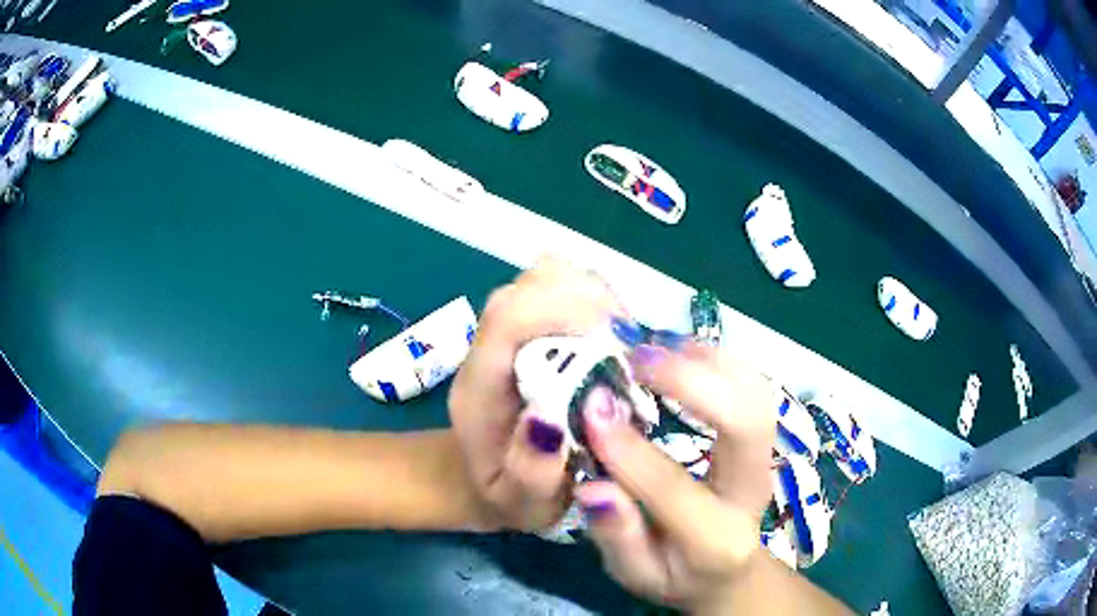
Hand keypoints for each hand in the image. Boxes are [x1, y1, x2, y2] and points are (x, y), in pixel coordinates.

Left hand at [449, 256, 625, 530]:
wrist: (480, 478)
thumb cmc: (505, 495)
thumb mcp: (520, 503)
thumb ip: (531, 471)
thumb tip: (549, 415)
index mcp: (478, 389)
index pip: (507, 319)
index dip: (562, 311)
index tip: (615, 338)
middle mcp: (486, 349)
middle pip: (528, 285)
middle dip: (587, 299)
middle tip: (626, 343)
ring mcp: (504, 331)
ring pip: (544, 275)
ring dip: (592, 294)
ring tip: (621, 337)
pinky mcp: (525, 327)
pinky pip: (558, 285)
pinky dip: (591, 295)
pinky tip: (608, 333)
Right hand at [574, 342, 776, 610]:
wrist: (728, 568)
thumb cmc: (675, 573)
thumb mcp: (634, 572)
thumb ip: (616, 536)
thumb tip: (593, 487)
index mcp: (715, 537)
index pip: (674, 488)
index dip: (630, 448)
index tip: (591, 407)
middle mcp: (752, 489)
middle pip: (746, 420)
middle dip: (691, 380)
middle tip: (633, 361)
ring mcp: (765, 457)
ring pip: (756, 390)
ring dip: (707, 360)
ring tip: (652, 350)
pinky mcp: (763, 436)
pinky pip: (751, 382)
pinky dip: (717, 358)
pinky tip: (678, 353)